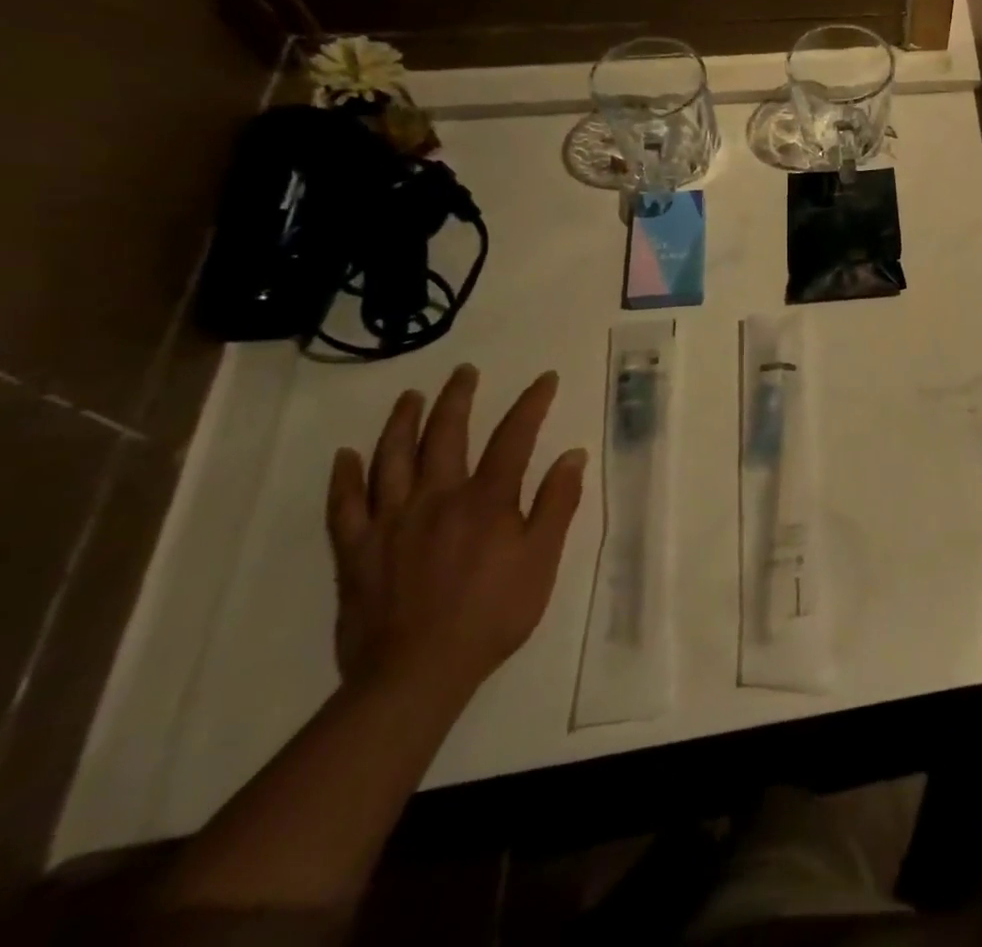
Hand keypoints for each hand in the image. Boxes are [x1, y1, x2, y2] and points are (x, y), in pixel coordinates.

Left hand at [326, 365, 585, 703]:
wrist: (416, 674)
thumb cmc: (492, 614)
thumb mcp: (542, 560)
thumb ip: (556, 504)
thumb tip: (572, 455)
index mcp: (486, 500)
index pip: (514, 436)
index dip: (532, 403)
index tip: (545, 379)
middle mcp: (436, 498)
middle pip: (445, 435)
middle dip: (458, 398)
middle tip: (464, 372)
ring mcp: (390, 522)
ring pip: (391, 459)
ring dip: (401, 422)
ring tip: (410, 397)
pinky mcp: (355, 551)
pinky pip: (344, 506)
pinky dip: (344, 477)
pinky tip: (346, 456)